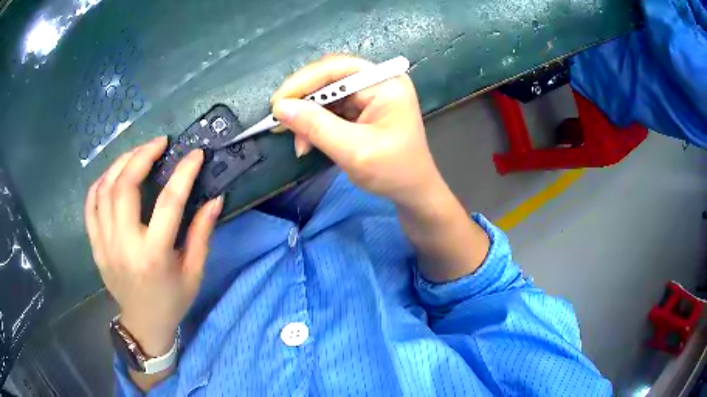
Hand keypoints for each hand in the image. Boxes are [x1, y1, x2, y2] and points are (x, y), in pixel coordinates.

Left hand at [84, 137, 222, 356]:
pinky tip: (113, 175)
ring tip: (137, 153)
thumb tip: (214, 199)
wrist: (144, 323)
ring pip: (104, 190)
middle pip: (125, 186)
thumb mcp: (194, 272)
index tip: (195, 154)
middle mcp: (125, 245)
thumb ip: (202, 234)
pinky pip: (90, 205)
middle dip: (142, 155)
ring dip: (121, 163)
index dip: (183, 172)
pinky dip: (100, 183)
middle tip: (159, 143)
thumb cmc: (172, 300)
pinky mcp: (95, 245)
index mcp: (154, 255)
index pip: (169, 202)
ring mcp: (105, 244)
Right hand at [272, 54, 444, 208]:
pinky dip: (315, 125)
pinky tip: (307, 142)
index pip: (337, 68)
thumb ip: (316, 127)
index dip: (303, 82)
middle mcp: (377, 82)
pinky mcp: (362, 109)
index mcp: (385, 83)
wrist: (413, 192)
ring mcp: (369, 95)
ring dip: (307, 117)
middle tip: (279, 122)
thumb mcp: (353, 151)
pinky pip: (331, 109)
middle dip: (303, 101)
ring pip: (326, 95)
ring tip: (298, 142)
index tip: (277, 103)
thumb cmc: (393, 172)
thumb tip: (280, 108)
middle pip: (329, 79)